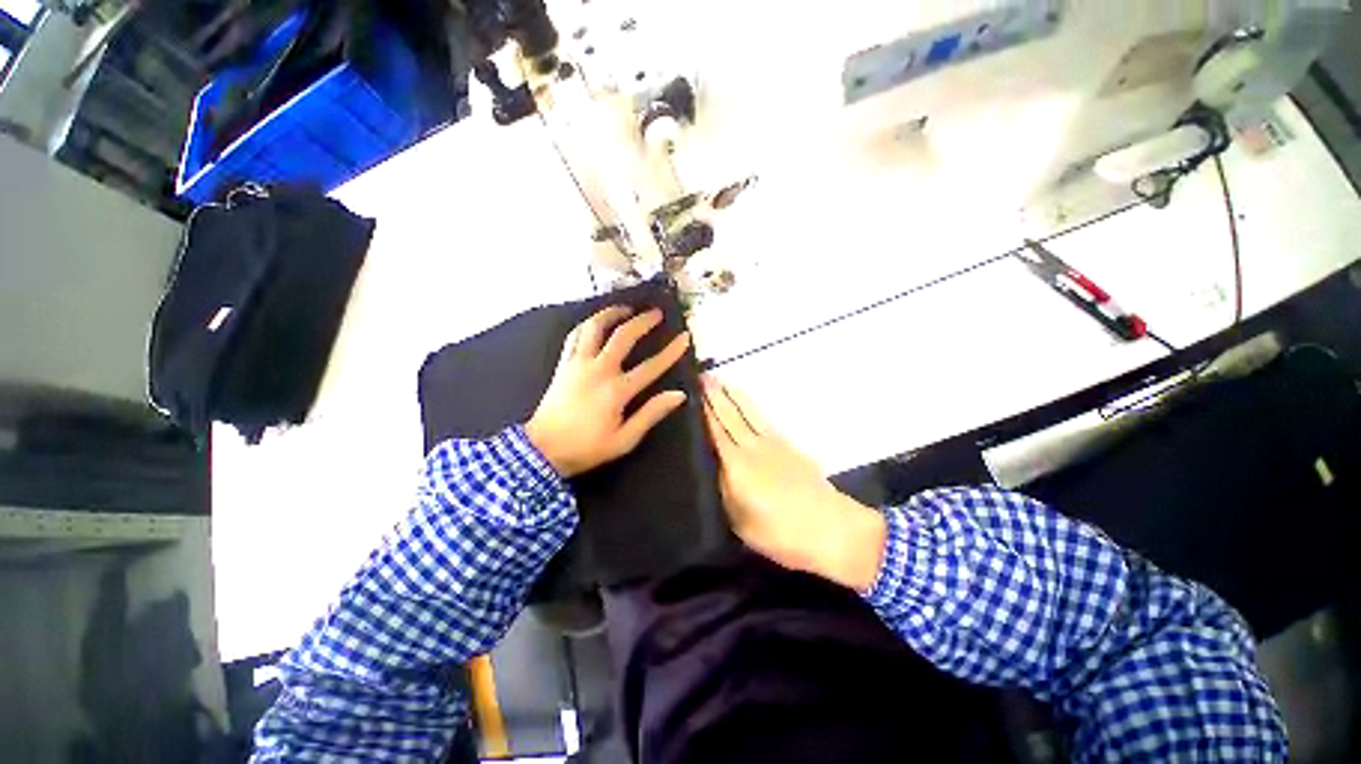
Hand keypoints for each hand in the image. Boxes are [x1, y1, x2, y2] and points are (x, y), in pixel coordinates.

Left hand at [526, 306, 690, 477]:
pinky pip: (574, 335)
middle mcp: (598, 370)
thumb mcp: (624, 440)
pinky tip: (596, 323)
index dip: (671, 351)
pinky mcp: (563, 364)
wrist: (542, 450)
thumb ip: (651, 414)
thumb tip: (679, 395)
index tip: (684, 337)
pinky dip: (587, 324)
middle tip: (656, 313)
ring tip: (625, 309)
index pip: (651, 366)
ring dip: (611, 314)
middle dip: (643, 321)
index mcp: (617, 390)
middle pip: (623, 336)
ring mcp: (578, 363)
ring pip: (594, 327)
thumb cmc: (587, 448)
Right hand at [701, 377, 886, 591]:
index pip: (715, 433)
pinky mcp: (788, 445)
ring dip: (732, 395)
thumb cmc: (780, 534)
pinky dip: (750, 407)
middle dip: (714, 396)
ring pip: (747, 413)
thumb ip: (724, 490)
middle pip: (729, 417)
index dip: (703, 412)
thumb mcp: (740, 522)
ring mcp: (772, 444)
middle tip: (700, 376)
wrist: (831, 529)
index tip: (692, 392)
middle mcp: (752, 448)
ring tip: (719, 380)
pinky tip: (745, 403)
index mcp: (736, 467)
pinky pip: (763, 419)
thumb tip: (715, 465)